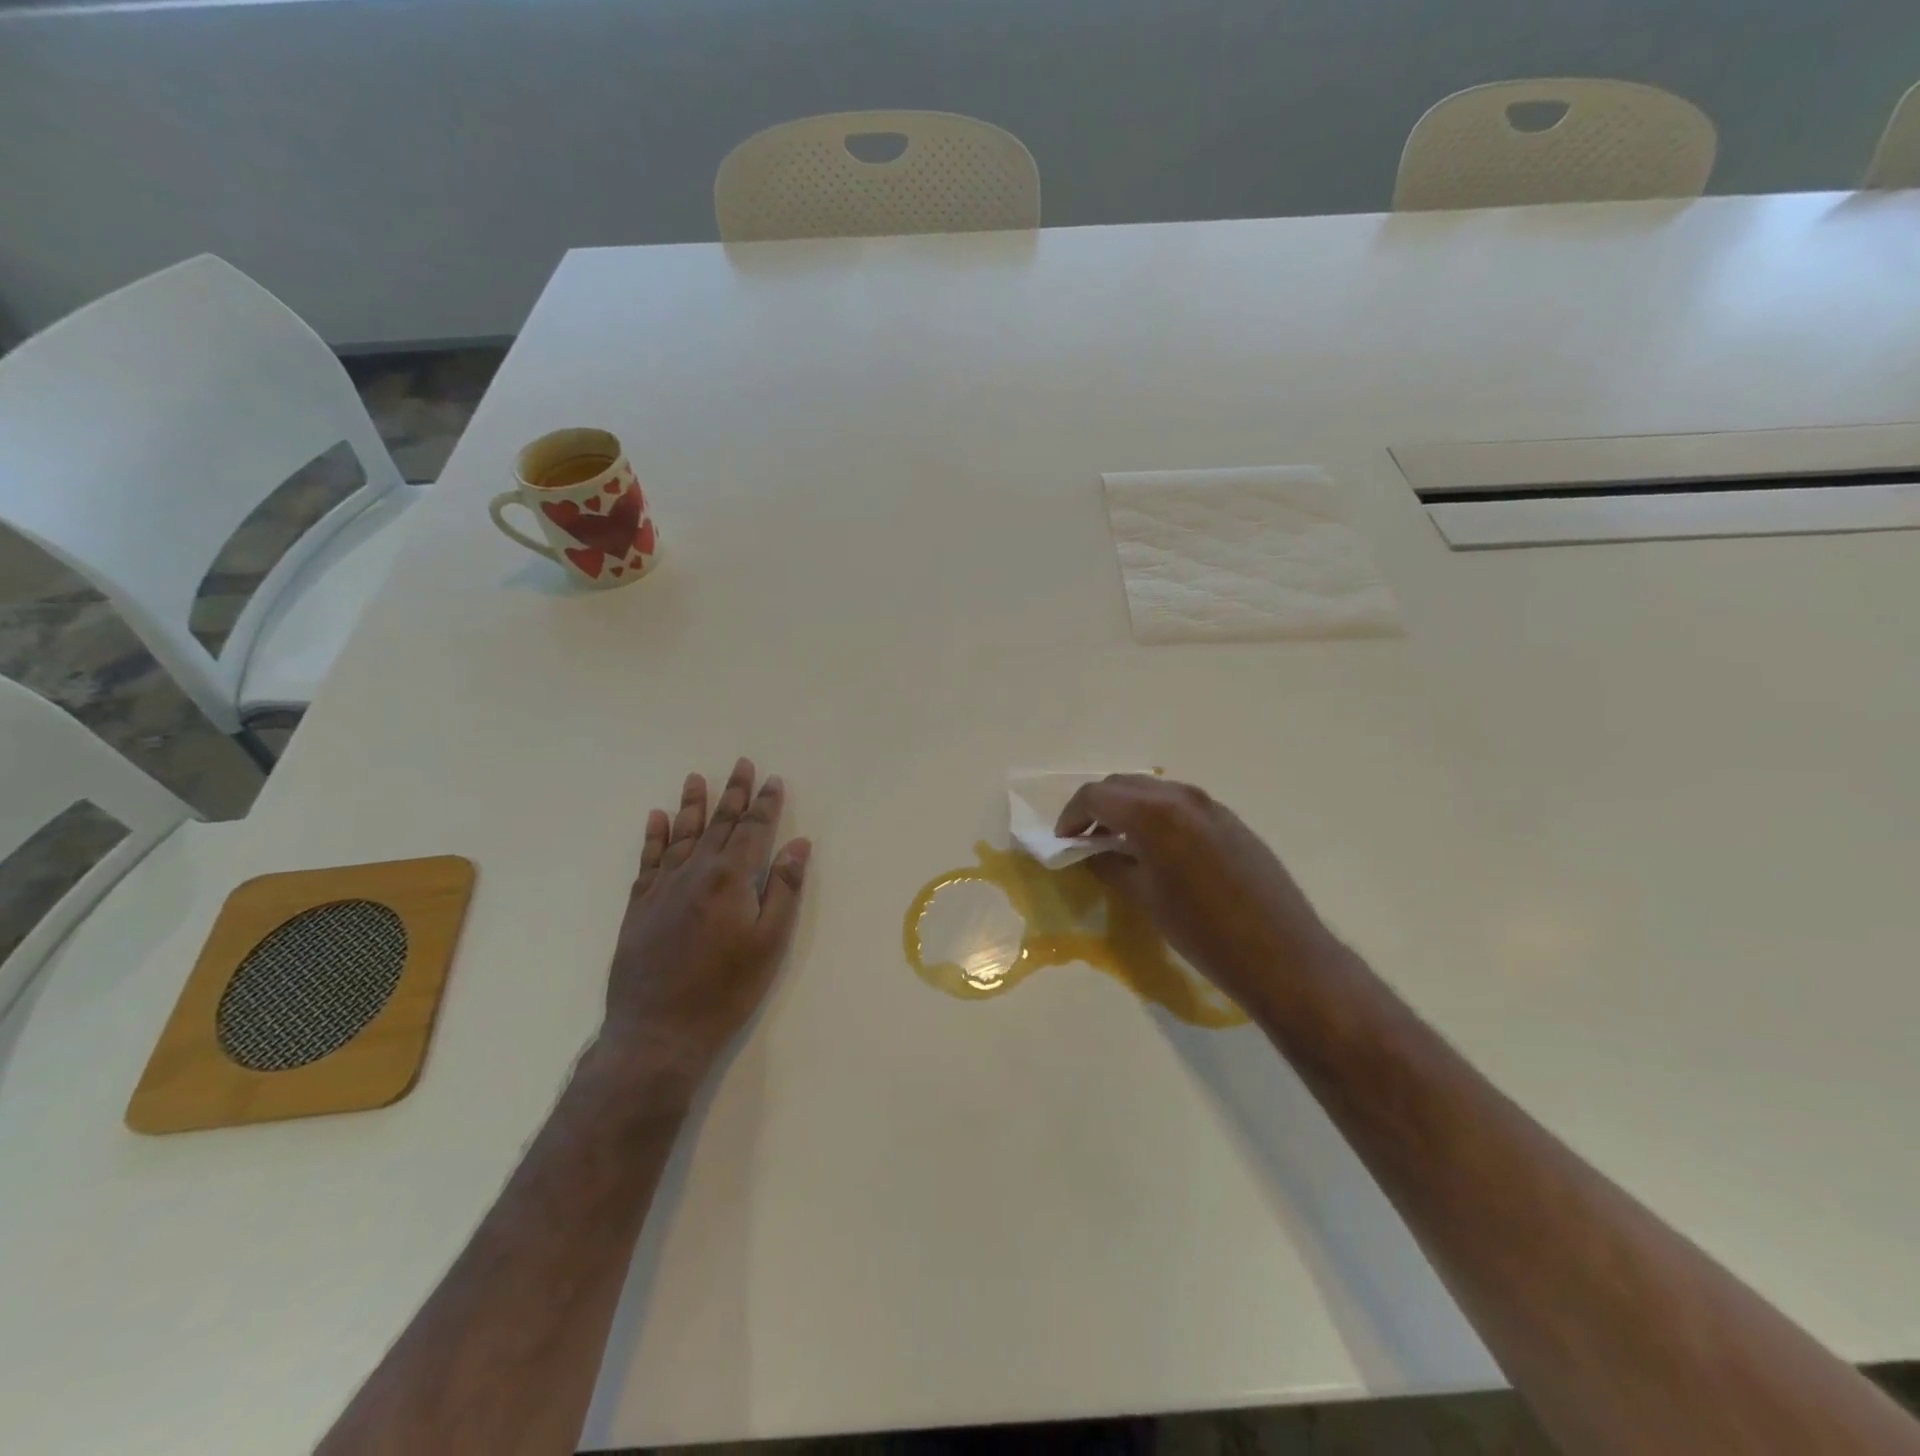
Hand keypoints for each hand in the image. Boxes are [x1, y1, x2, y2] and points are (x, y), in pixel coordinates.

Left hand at [600, 758, 810, 1095]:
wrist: (658, 1030)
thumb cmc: (725, 989)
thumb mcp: (769, 942)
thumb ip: (783, 889)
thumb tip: (798, 844)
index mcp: (730, 878)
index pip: (753, 830)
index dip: (766, 804)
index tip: (773, 779)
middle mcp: (695, 872)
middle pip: (718, 824)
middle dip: (733, 794)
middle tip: (741, 764)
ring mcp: (662, 887)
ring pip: (681, 835)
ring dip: (692, 805)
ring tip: (697, 778)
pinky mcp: (639, 906)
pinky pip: (648, 860)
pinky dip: (654, 837)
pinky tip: (656, 818)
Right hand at [1057, 774, 1341, 1022]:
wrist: (1282, 954)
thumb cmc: (1203, 932)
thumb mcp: (1146, 899)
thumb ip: (1112, 866)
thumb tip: (1092, 854)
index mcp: (1153, 813)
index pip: (1095, 796)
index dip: (1071, 816)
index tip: (1064, 841)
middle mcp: (1181, 796)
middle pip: (1123, 785)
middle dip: (1098, 807)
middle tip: (1085, 840)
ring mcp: (1210, 804)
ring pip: (1153, 791)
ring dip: (1128, 809)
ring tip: (1118, 843)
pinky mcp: (1230, 819)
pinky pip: (1180, 804)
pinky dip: (1156, 815)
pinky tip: (1157, 849)